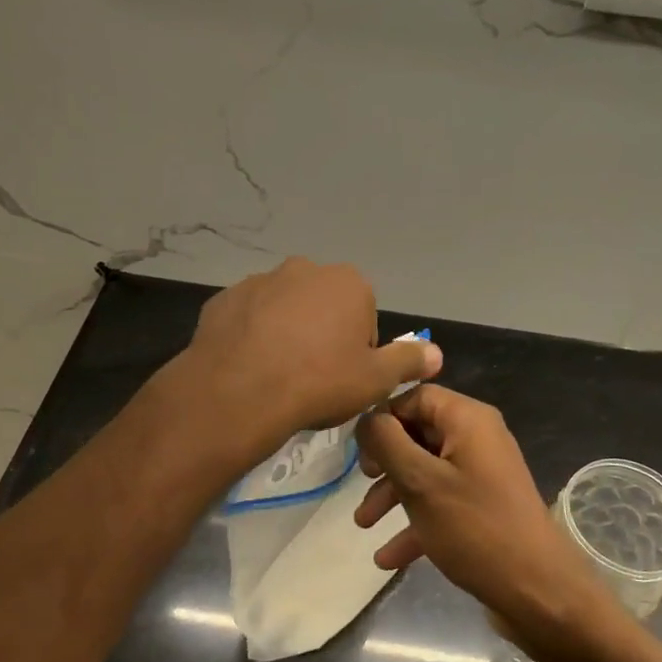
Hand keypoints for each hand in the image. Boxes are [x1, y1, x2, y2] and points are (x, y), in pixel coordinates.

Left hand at [177, 258, 441, 455]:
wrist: (239, 392)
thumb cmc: (319, 382)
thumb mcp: (376, 380)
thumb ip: (409, 361)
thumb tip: (437, 353)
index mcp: (348, 283)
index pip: (364, 316)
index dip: (358, 351)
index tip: (344, 378)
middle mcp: (304, 270)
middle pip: (323, 307)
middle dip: (321, 335)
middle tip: (313, 378)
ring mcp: (259, 281)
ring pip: (283, 310)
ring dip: (285, 334)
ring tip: (277, 375)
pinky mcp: (223, 299)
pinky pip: (247, 319)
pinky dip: (251, 337)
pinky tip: (248, 367)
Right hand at [354, 385, 611, 643]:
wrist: (537, 590)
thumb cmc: (475, 527)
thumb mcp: (420, 481)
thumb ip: (386, 442)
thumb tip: (366, 419)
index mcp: (467, 420)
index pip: (416, 396)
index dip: (384, 418)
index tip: (359, 449)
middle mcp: (477, 439)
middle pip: (418, 434)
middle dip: (384, 462)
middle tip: (361, 482)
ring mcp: (481, 475)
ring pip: (426, 472)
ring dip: (393, 495)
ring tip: (364, 525)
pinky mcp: (483, 508)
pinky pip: (441, 503)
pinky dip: (415, 523)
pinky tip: (387, 558)